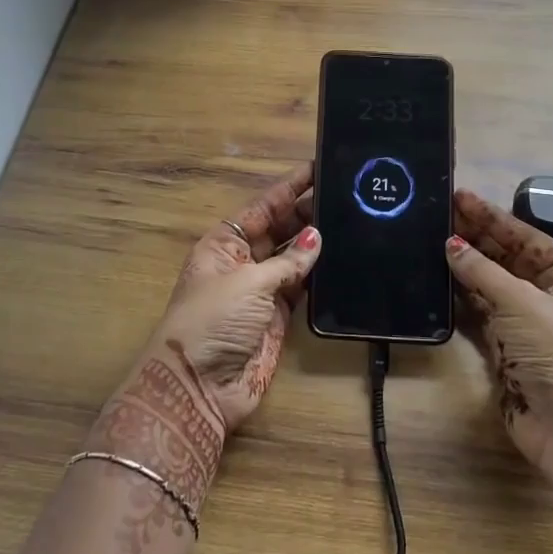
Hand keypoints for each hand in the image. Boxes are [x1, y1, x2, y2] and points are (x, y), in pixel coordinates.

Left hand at [149, 162, 320, 430]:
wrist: (199, 386)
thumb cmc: (213, 321)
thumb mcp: (248, 283)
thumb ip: (287, 261)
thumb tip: (317, 238)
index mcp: (224, 243)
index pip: (261, 207)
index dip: (288, 188)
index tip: (317, 167)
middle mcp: (243, 261)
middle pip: (280, 229)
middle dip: (307, 213)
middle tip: (346, 193)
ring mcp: (261, 290)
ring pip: (294, 258)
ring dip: (317, 244)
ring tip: (352, 219)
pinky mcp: (278, 318)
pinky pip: (302, 288)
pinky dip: (320, 276)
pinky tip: (344, 259)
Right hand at [445, 189, 552, 494]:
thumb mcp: (522, 302)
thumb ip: (483, 272)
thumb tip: (451, 246)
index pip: (526, 237)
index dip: (492, 217)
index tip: (460, 196)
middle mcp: (551, 295)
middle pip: (508, 258)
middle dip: (476, 237)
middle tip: (440, 214)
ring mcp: (527, 323)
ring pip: (491, 285)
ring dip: (466, 266)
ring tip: (431, 239)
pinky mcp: (506, 349)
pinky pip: (480, 313)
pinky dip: (461, 297)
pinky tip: (438, 278)